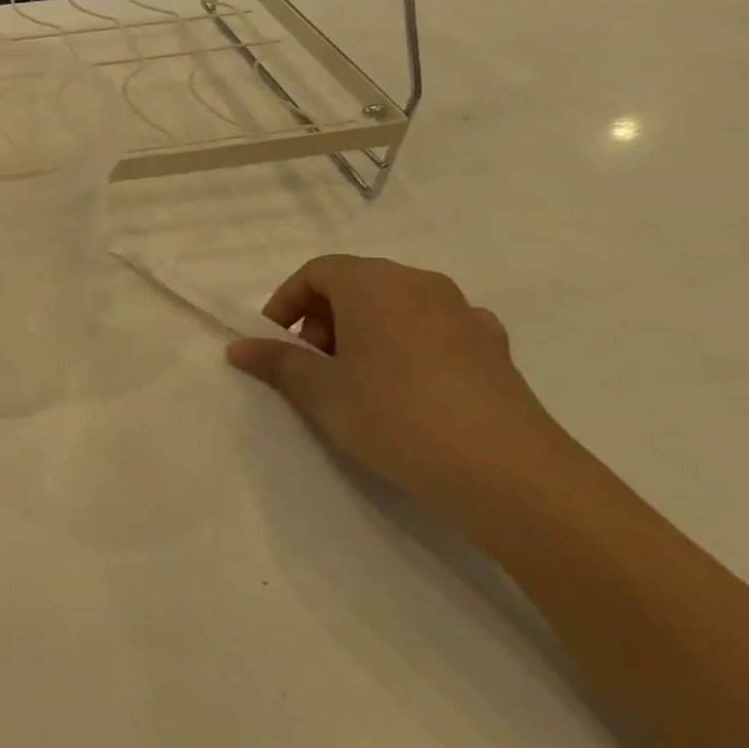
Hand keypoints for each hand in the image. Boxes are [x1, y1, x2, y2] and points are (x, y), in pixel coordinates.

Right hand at [225, 256, 591, 527]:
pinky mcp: (494, 347)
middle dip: (322, 319)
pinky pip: (434, 330)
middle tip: (312, 366)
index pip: (316, 272)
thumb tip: (237, 347)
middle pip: (356, 284)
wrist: (510, 475)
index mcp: (374, 284)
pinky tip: (407, 388)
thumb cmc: (395, 417)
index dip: (286, 302)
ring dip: (363, 332)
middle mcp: (421, 285)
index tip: (275, 343)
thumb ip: (277, 363)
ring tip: (356, 382)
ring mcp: (464, 314)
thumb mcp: (321, 392)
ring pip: (395, 307)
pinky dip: (407, 346)